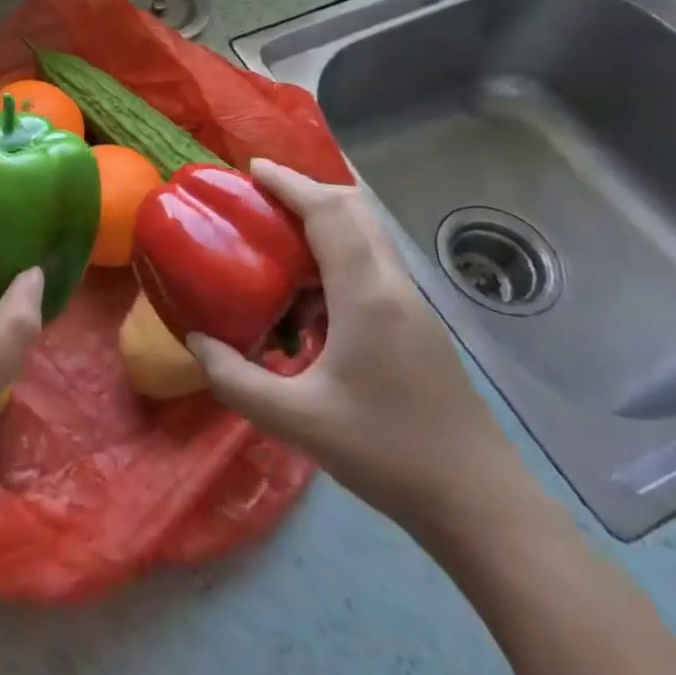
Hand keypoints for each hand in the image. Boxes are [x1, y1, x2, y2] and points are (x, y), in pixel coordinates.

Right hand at [186, 159, 522, 537]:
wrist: (479, 504)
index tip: (251, 170)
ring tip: (279, 238)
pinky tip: (310, 296)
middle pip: (354, 209)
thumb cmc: (386, 454)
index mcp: (365, 293)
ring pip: (367, 234)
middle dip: (307, 190)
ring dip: (325, 220)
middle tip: (261, 199)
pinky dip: (338, 253)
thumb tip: (196, 340)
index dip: (289, 182)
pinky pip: (372, 264)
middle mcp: (392, 284)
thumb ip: (236, 379)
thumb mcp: (297, 421)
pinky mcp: (417, 324)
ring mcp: (411, 303)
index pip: (328, 212)